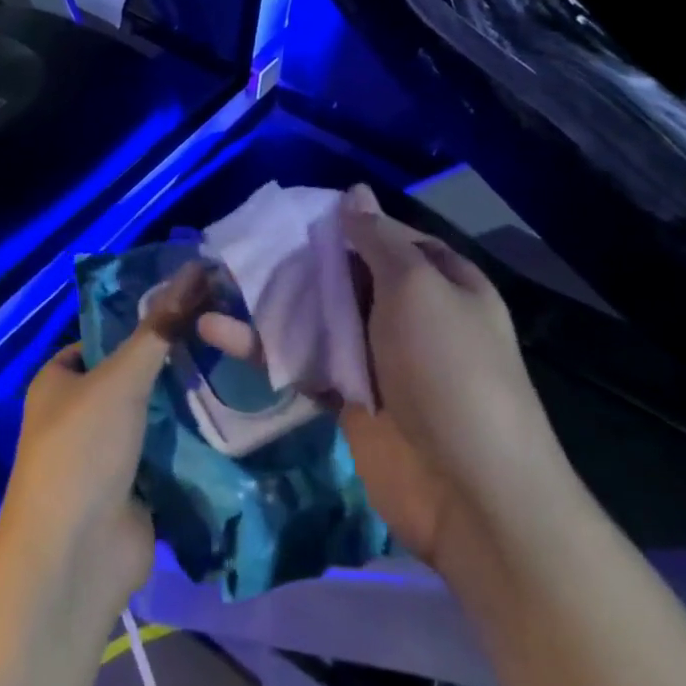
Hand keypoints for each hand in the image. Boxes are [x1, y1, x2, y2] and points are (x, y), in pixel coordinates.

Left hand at [0, 261, 209, 619]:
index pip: (106, 336)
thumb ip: (159, 331)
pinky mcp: (136, 487)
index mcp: (60, 379)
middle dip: (174, 361)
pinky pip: (169, 452)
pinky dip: (194, 440)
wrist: (75, 558)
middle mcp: (80, 412)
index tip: (194, 305)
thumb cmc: (82, 451)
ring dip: (188, 400)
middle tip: (226, 334)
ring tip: (239, 367)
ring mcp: (108, 453)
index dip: (145, 319)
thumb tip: (194, 272)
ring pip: (155, 414)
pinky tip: (236, 415)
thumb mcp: (119, 380)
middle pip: (134, 374)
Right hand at [199, 185, 568, 565]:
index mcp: (439, 281)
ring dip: (271, 302)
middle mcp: (409, 313)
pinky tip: (217, 331)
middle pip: (345, 274)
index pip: (385, 236)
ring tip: (214, 279)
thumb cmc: (449, 370)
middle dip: (298, 259)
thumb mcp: (418, 289)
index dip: (343, 221)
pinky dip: (264, 348)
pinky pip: (302, 362)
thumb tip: (355, 192)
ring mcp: (376, 357)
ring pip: (317, 317)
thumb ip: (378, 241)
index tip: (291, 210)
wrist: (471, 493)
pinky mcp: (347, 397)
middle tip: (241, 241)